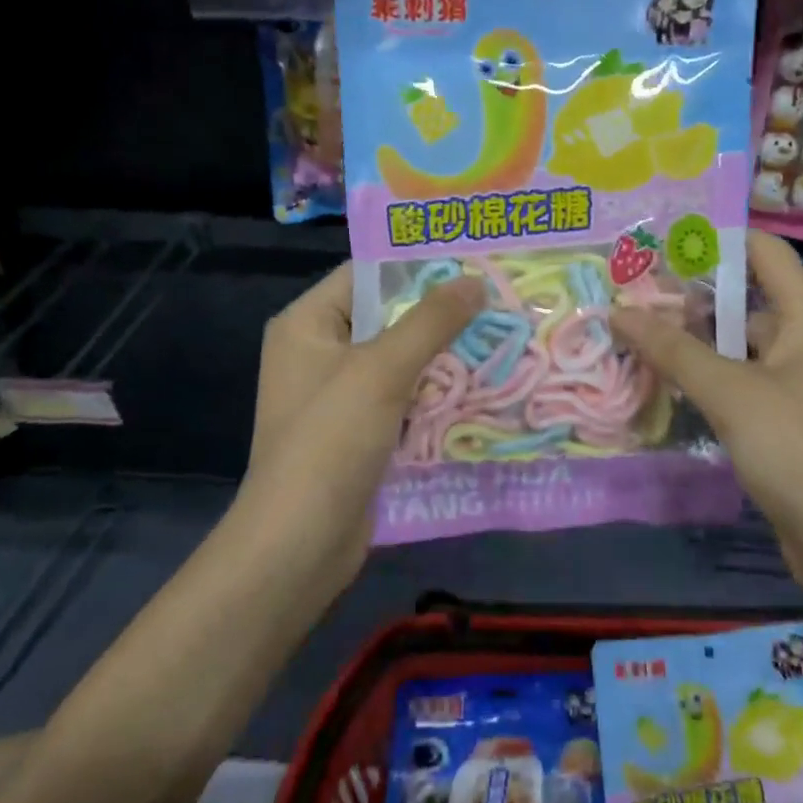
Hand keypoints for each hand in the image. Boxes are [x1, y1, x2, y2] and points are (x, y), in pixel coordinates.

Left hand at [235, 263, 483, 587]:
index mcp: (308, 323)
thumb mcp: (383, 369)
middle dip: (440, 314)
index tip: (473, 261)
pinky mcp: (358, 432)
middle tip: (498, 299)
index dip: (418, 266)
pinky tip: (481, 387)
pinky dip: (435, 393)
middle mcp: (319, 352)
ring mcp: (339, 395)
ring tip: (501, 336)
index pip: (366, 275)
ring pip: (400, 361)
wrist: (300, 542)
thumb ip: (431, 320)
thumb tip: (474, 280)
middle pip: (387, 317)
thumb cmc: (331, 439)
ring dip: (444, 356)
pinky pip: (403, 398)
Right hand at [611, 232, 802, 556]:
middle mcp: (802, 342)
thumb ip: (673, 349)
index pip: (762, 251)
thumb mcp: (732, 392)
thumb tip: (618, 310)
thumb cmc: (802, 451)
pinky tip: (657, 384)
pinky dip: (699, 380)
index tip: (657, 242)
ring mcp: (792, 385)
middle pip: (740, 299)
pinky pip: (733, 385)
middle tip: (624, 292)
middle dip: (685, 295)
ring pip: (731, 347)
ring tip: (627, 334)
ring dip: (686, 341)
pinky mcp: (779, 424)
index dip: (714, 239)